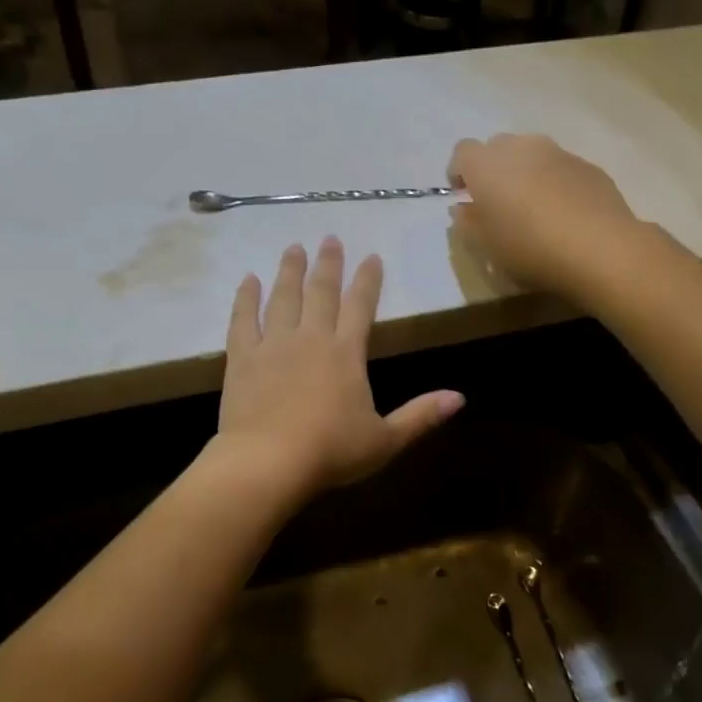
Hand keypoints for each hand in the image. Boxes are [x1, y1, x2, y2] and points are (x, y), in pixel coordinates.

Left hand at [214, 238, 463, 496]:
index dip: (368, 280)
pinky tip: (248, 281)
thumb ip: (421, 415)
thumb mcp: (384, 440)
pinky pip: (243, 320)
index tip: (372, 257)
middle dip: (328, 264)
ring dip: (289, 271)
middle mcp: (310, 338)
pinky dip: (245, 298)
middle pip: (321, 292)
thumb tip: (460, 397)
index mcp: (346, 353)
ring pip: (283, 297)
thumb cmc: (330, 452)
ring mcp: (273, 344)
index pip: (361, 306)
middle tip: (330, 238)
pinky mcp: (242, 358)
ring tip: (293, 248)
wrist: (268, 462)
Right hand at [448, 134, 651, 296]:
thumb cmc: (530, 249)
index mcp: (487, 165)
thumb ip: (468, 223)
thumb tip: (463, 208)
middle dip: (493, 168)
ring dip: (526, 172)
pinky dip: (555, 182)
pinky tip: (564, 213)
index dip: (459, 173)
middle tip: (499, 202)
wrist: (600, 248)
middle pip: (497, 146)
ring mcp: (558, 153)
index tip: (465, 197)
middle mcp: (521, 148)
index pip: (461, 152)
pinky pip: (561, 167)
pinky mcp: (588, 166)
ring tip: (534, 207)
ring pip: (532, 153)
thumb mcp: (486, 247)